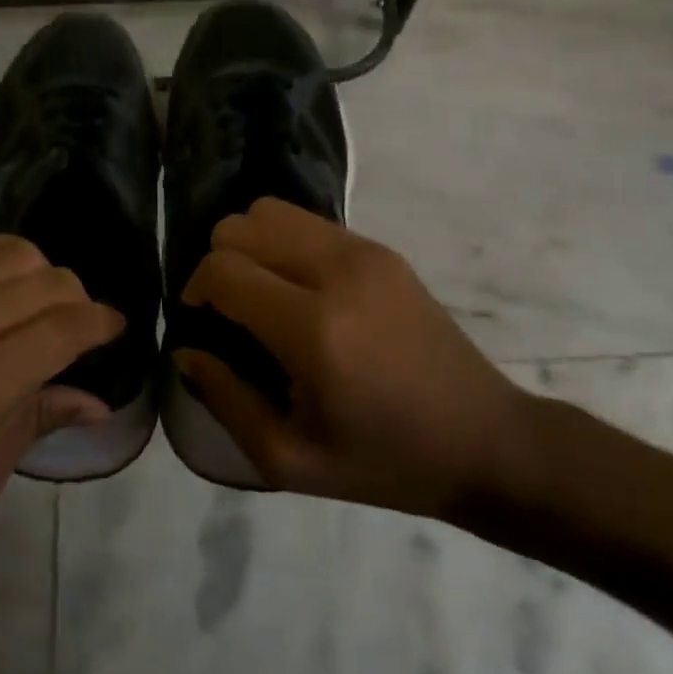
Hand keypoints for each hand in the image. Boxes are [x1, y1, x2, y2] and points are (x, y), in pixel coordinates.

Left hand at [0, 235, 123, 554]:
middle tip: (81, 335)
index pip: (63, 329)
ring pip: (17, 252)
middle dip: (81, 302)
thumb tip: (97, 401)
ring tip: (45, 311)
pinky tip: (8, 287)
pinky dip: (6, 256)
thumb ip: (36, 426)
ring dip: (46, 275)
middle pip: (48, 282)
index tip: (118, 332)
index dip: (102, 324)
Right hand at [175, 198, 531, 521]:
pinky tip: (298, 289)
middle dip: (218, 262)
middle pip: (241, 225)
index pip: (222, 269)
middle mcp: (336, 273)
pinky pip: (308, 223)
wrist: (487, 441)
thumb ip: (225, 400)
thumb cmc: (384, 462)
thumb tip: (186, 350)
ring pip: (271, 211)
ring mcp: (364, 253)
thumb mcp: (289, 459)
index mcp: (312, 329)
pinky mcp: (383, 250)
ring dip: (250, 246)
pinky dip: (284, 244)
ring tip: (261, 292)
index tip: (201, 322)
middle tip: (229, 310)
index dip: (195, 289)